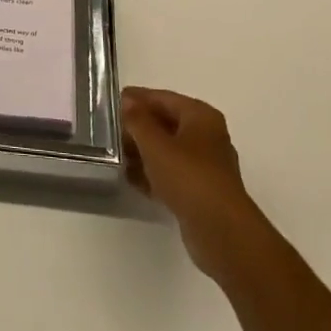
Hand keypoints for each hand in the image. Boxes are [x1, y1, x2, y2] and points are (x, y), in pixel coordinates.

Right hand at [122, 86, 263, 280]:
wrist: (221, 232)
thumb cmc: (188, 177)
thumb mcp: (155, 144)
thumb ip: (138, 120)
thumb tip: (127, 101)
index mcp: (201, 116)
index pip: (163, 98)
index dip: (137, 98)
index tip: (111, 101)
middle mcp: (206, 136)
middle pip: (166, 123)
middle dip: (138, 127)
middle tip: (109, 130)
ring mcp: (205, 166)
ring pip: (167, 150)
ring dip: (142, 152)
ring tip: (114, 154)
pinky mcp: (200, 192)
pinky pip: (171, 174)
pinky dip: (152, 174)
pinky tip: (130, 179)